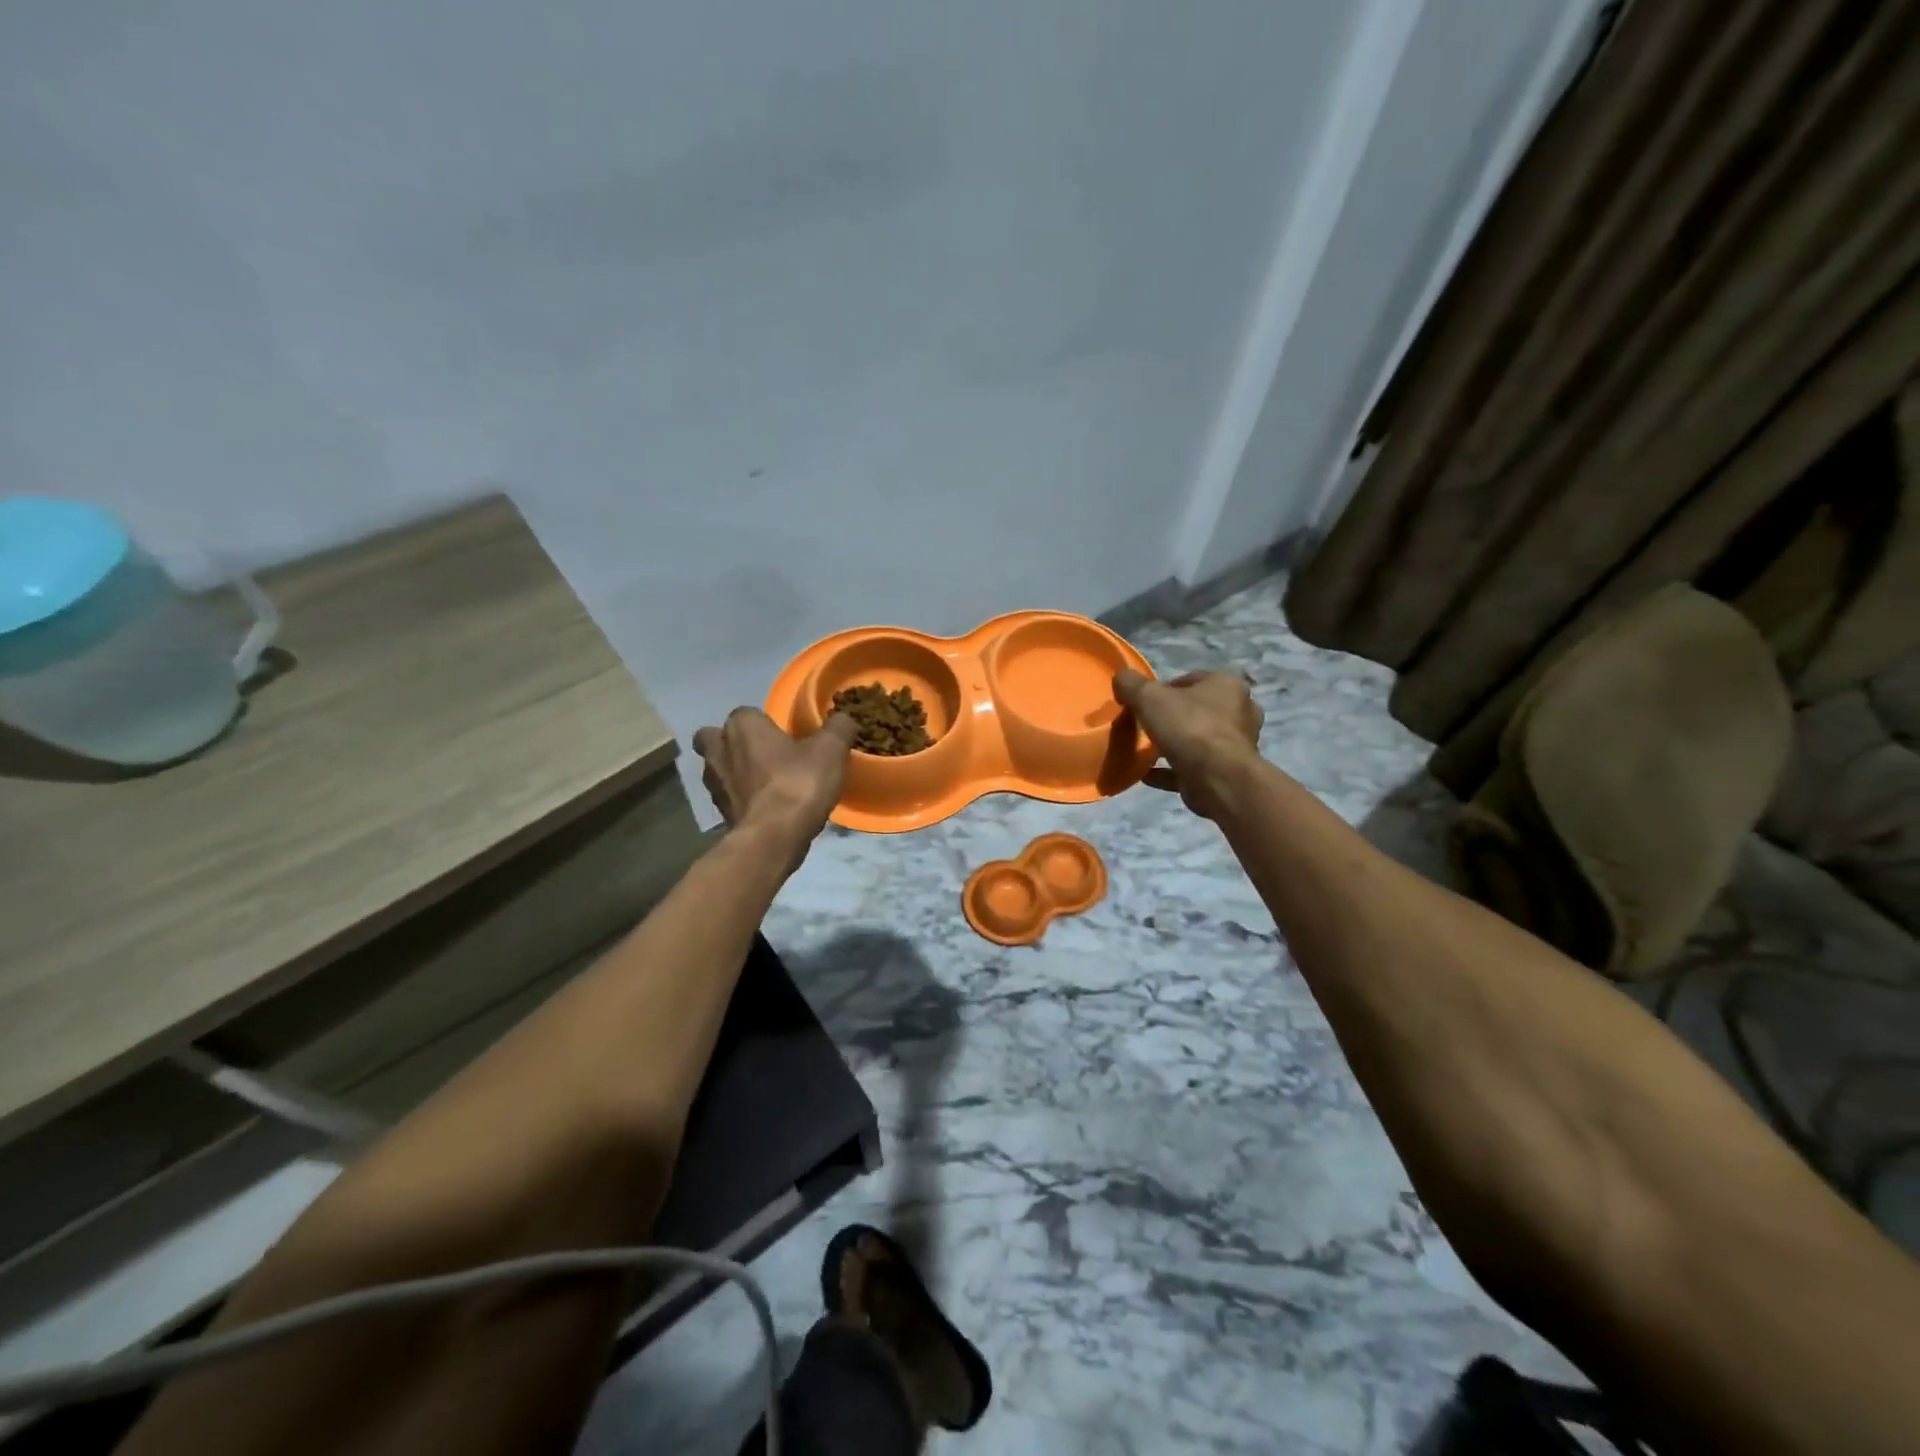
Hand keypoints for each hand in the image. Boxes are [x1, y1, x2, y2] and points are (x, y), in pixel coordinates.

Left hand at [692, 709, 857, 866]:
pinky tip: (767, 808)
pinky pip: (729, 797)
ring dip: (737, 773)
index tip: (788, 737)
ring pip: (719, 769)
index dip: (766, 723)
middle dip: (734, 744)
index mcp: (741, 725)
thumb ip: (838, 728)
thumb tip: (843, 718)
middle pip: (716, 738)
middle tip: (764, 755)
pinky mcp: (718, 813)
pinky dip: (743, 799)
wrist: (772, 839)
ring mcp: (714, 784)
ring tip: (768, 784)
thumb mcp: (831, 750)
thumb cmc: (798, 783)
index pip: (748, 713)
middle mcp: (718, 749)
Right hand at [1113, 668, 1263, 817]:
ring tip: (1145, 752)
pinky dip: (1171, 770)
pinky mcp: (1227, 772)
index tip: (1143, 704)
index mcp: (1227, 684)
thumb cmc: (1188, 727)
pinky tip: (1147, 774)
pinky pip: (1193, 767)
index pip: (1190, 680)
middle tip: (1146, 726)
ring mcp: (1236, 744)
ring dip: (1173, 745)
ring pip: (1197, 740)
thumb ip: (1132, 684)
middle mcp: (1239, 711)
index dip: (1164, 690)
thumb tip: (1121, 677)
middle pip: (1196, 710)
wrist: (1217, 778)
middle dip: (1171, 718)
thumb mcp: (1149, 697)